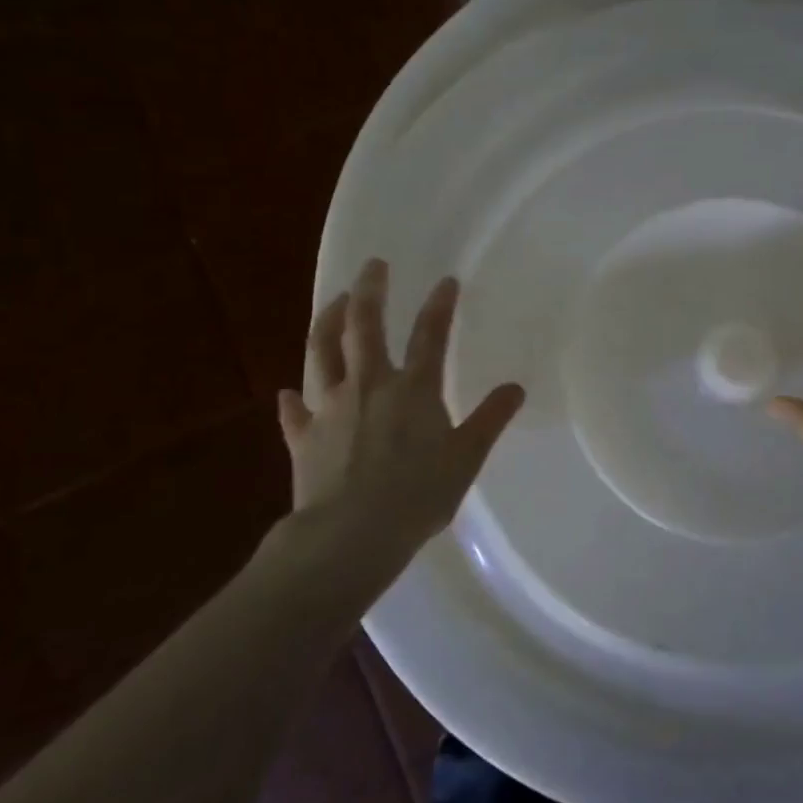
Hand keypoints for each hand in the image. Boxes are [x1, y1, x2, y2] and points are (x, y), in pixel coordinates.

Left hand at [276, 260, 525, 563]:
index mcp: (413, 389)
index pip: (430, 336)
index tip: (446, 281)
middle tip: (373, 266)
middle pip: (364, 327)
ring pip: (322, 354)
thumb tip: (516, 388)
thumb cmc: (417, 495)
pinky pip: (294, 412)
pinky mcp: (303, 438)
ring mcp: (330, 408)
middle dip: (370, 291)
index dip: (439, 306)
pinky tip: (286, 392)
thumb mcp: (466, 458)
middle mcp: (369, 386)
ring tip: (333, 302)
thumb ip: (490, 420)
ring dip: (327, 323)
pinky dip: (290, 400)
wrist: (350, 536)